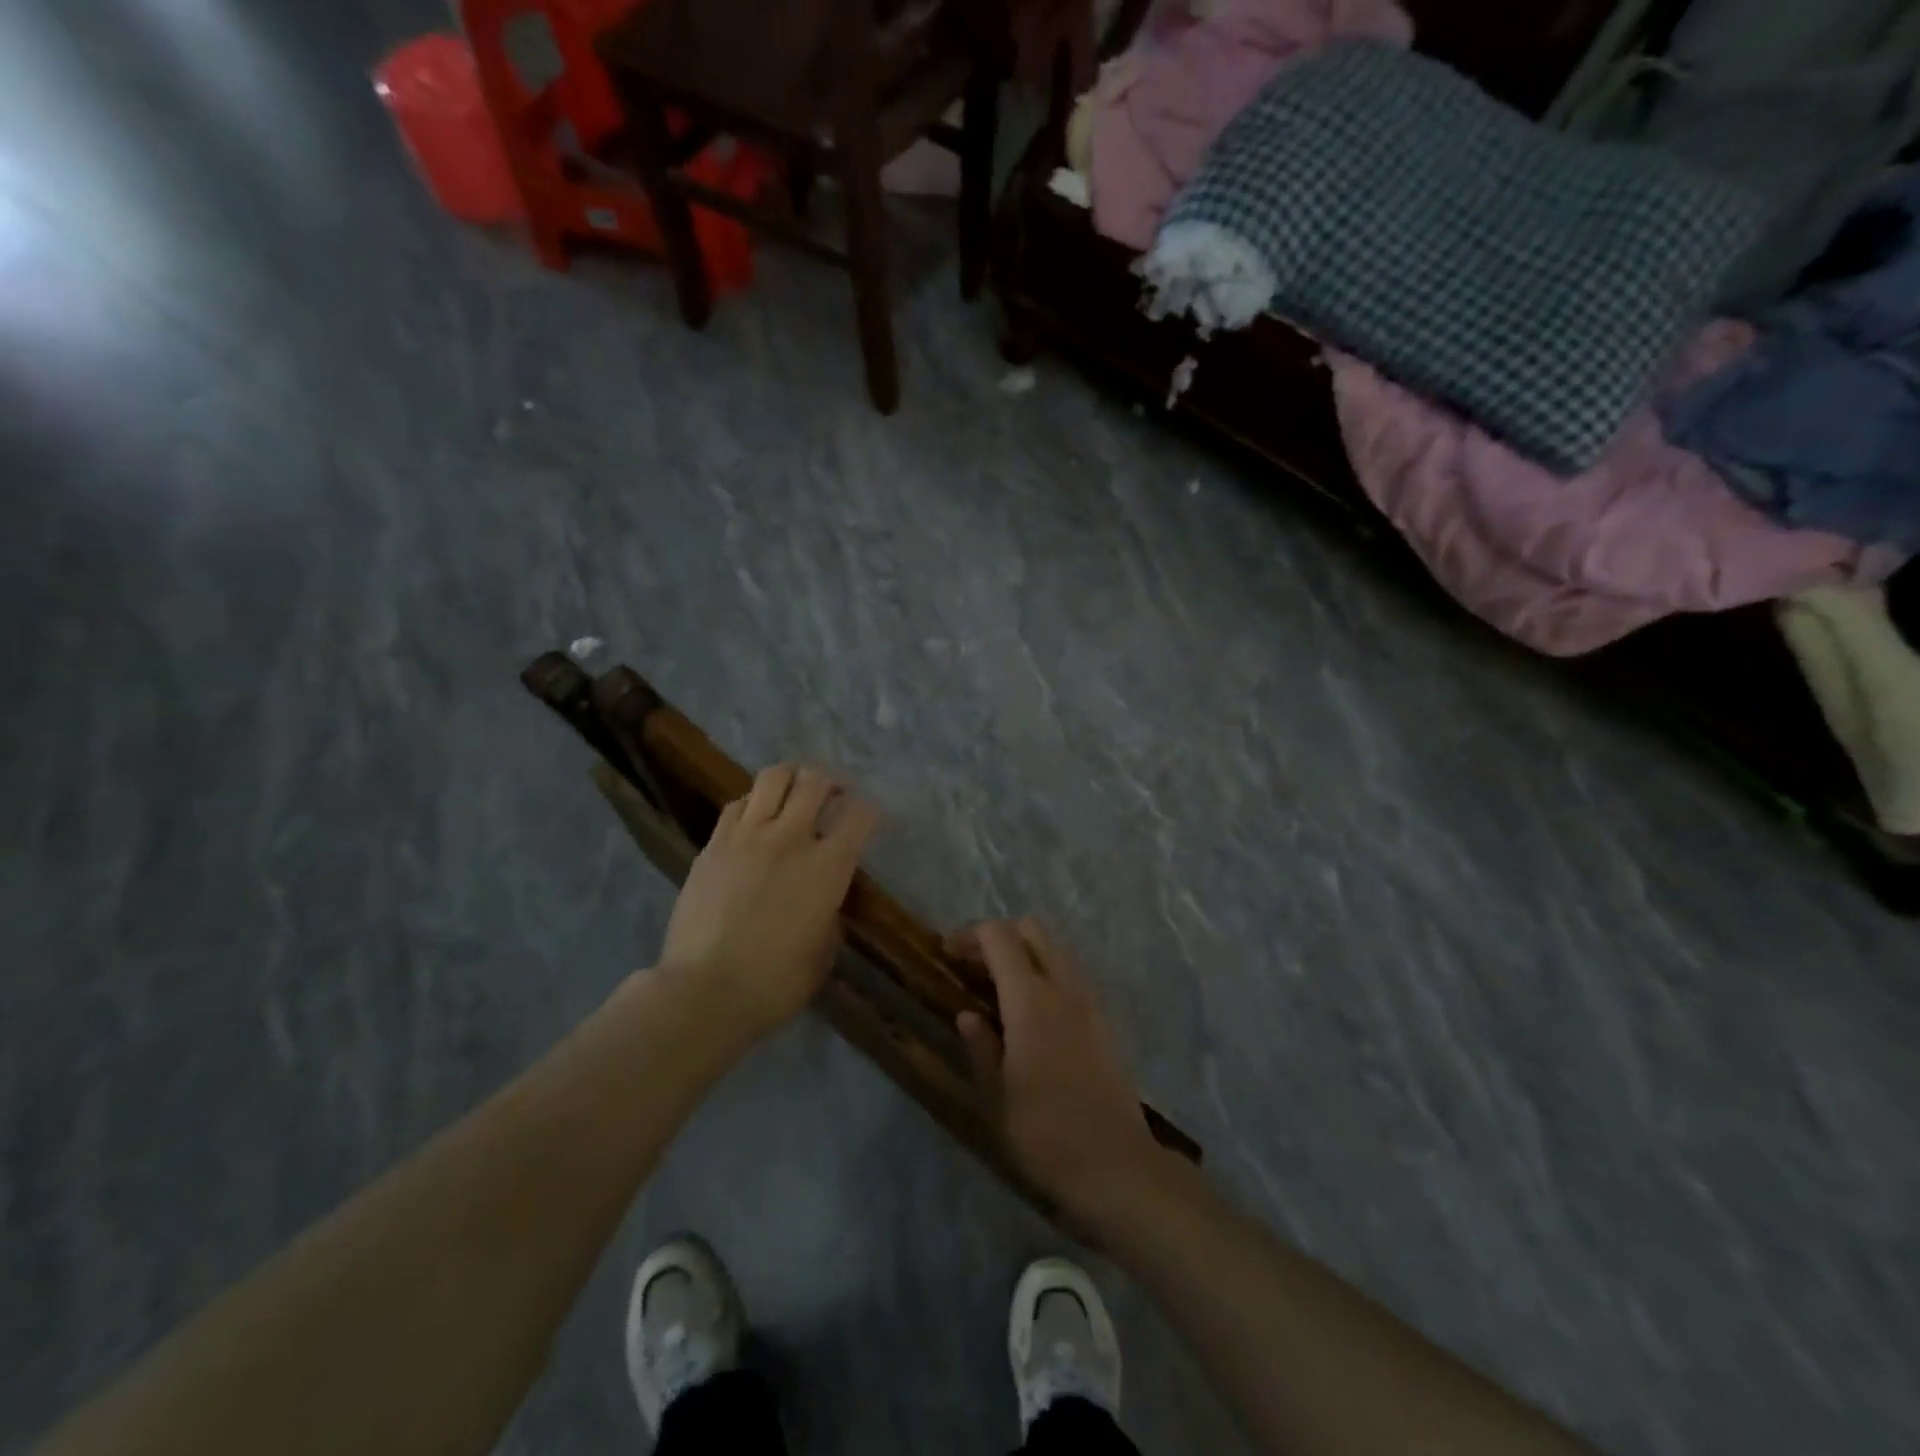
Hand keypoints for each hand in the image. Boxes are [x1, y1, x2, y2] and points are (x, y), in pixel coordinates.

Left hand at [657, 765, 877, 1040]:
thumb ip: (830, 911)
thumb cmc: (776, 983)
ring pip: (773, 778)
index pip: (860, 815)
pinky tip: (755, 820)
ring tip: (793, 792)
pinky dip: (753, 803)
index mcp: (828, 867)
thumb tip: (825, 897)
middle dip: (830, 781)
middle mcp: (791, 839)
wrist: (705, 991)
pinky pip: (737, 804)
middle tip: (832, 794)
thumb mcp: (824, 950)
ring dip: (791, 779)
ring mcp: (747, 836)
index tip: (866, 820)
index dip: (869, 811)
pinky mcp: (713, 845)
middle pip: (815, 781)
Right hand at [951, 918, 1169, 1222]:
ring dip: (1026, 954)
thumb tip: (968, 1015)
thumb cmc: (1044, 1134)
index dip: (970, 935)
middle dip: (999, 936)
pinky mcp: (1105, 1019)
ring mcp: (1089, 1001)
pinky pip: (1072, 974)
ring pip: (1055, 949)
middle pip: (1031, 930)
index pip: (999, 937)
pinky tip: (1033, 1013)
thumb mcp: (995, 1096)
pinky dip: (1047, 973)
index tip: (947, 953)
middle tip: (974, 967)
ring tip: (1000, 989)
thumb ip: (980, 1047)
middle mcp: (1063, 987)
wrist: (1116, 1164)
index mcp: (1030, 999)